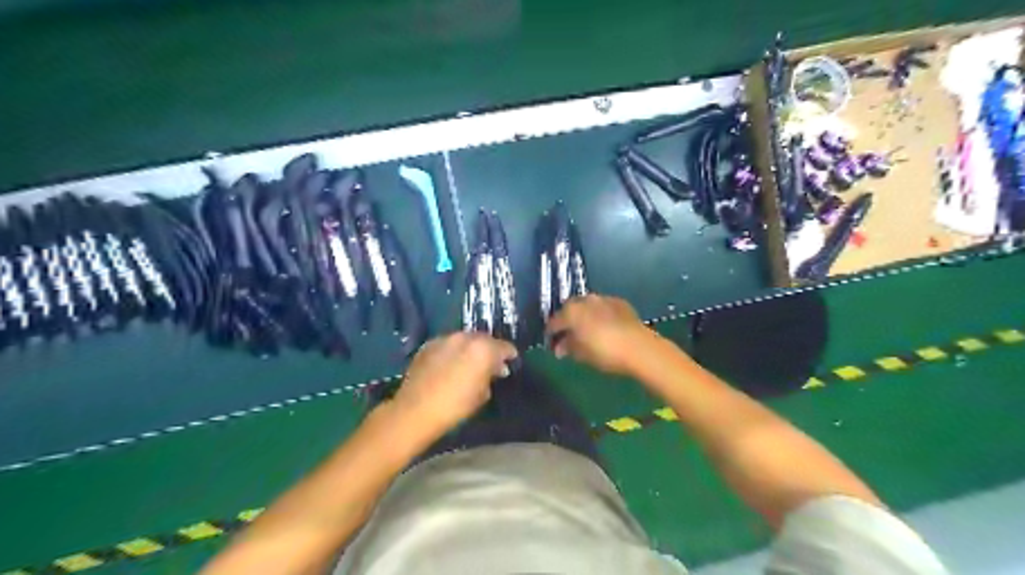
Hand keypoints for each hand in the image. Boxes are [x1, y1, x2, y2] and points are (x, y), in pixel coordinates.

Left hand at [392, 332, 520, 435]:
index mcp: (483, 349)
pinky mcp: (428, 345)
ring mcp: (445, 339)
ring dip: (470, 348)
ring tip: (470, 363)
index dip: (509, 354)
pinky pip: (447, 344)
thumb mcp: (482, 394)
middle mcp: (465, 337)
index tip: (511, 361)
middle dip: (489, 349)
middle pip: (484, 339)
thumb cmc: (455, 406)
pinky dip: (453, 351)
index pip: (504, 346)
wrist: (415, 410)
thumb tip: (496, 369)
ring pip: (464, 339)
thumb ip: (491, 376)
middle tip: (491, 363)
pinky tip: (451, 364)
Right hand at [544, 292, 655, 376]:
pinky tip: (604, 327)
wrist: (640, 348)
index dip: (551, 334)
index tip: (552, 344)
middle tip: (568, 337)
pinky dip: (599, 315)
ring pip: (587, 306)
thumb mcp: (582, 354)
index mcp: (571, 312)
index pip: (554, 322)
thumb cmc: (605, 353)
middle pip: (569, 310)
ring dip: (584, 316)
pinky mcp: (619, 302)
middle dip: (567, 322)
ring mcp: (603, 299)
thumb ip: (567, 348)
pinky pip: (603, 307)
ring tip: (587, 332)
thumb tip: (559, 347)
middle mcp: (585, 300)